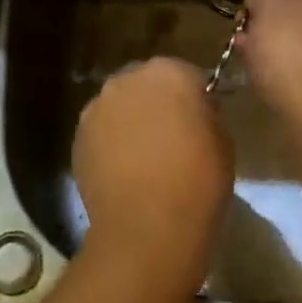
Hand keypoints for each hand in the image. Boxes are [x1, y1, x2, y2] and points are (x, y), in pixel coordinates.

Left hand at [72, 57, 232, 301]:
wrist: (147, 228)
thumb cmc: (197, 183)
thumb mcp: (223, 142)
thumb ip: (206, 115)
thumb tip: (195, 113)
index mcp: (168, 73)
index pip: (185, 74)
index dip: (194, 97)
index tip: (201, 121)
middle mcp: (126, 79)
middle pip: (146, 84)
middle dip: (157, 103)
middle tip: (172, 136)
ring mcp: (97, 106)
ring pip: (119, 105)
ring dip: (131, 120)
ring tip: (145, 156)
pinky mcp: (78, 135)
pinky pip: (101, 131)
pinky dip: (110, 142)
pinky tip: (123, 171)